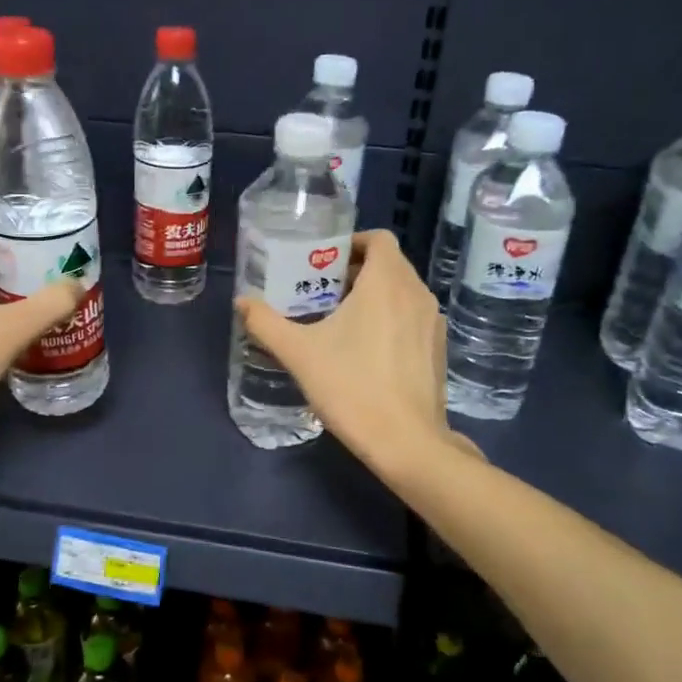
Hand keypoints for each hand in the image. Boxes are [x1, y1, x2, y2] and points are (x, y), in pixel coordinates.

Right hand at [236, 229, 480, 474]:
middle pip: (389, 264)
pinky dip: (391, 317)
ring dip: (374, 294)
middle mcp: (417, 293)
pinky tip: (366, 348)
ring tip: (340, 318)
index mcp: (387, 282)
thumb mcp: (299, 354)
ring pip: (402, 291)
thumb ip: (266, 323)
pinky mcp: (438, 349)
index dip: (352, 241)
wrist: (406, 442)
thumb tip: (242, 302)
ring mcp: (433, 322)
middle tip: (322, 289)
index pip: (379, 239)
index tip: (324, 259)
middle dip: (356, 270)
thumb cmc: (351, 387)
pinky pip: (412, 316)